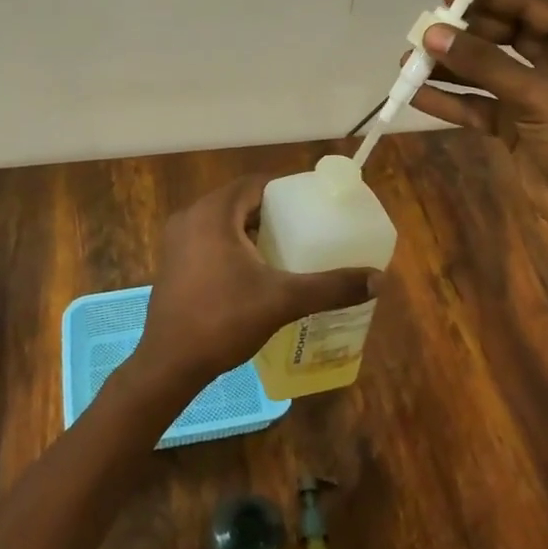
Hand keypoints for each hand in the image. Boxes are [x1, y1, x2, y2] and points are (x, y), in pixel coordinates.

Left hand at [126, 176, 376, 401]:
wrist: (169, 364)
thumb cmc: (223, 320)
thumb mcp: (282, 300)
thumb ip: (330, 287)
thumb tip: (378, 279)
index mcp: (213, 213)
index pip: (255, 184)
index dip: (285, 190)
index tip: (311, 203)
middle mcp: (190, 217)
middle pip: (239, 201)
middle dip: (271, 211)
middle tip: (304, 227)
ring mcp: (176, 241)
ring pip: (223, 222)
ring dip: (251, 229)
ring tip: (285, 247)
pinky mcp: (172, 263)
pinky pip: (208, 240)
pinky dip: (232, 245)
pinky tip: (254, 270)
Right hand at [410, 0, 547, 269]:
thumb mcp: (536, 95)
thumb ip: (483, 63)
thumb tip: (432, 33)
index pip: (529, 8)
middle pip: (504, 38)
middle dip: (464, 36)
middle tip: (424, 31)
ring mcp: (536, 97)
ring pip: (486, 73)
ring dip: (450, 68)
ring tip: (408, 61)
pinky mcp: (517, 127)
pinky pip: (479, 105)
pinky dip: (451, 101)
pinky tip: (417, 95)